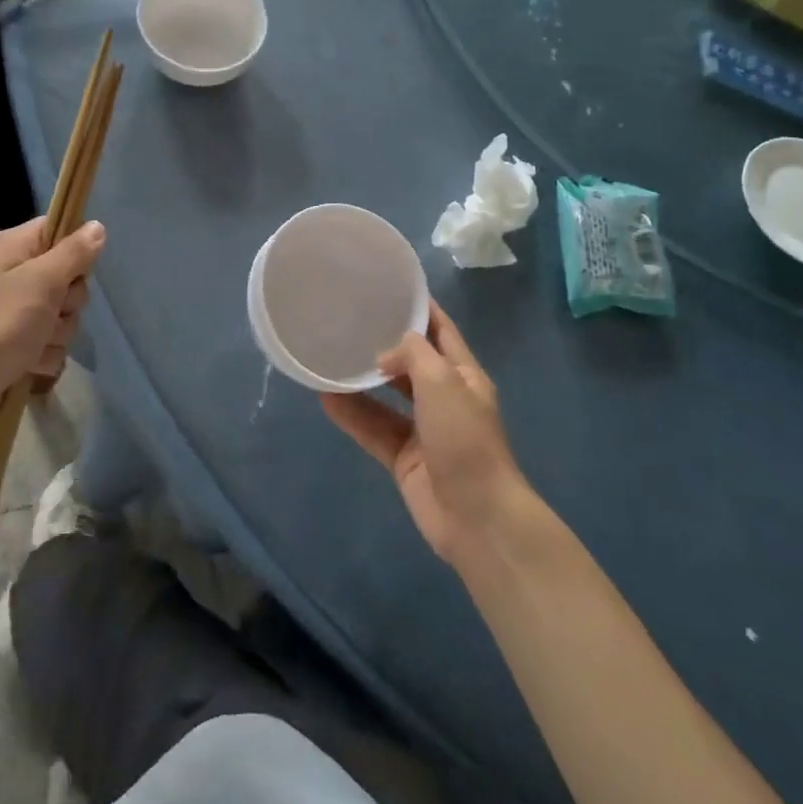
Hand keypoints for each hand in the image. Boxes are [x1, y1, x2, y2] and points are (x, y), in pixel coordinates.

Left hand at [0, 217, 104, 428]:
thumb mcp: (41, 282)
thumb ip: (73, 254)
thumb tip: (97, 226)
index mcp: (15, 248)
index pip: (59, 228)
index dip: (75, 249)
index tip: (76, 270)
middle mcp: (16, 274)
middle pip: (69, 277)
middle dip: (68, 302)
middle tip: (51, 311)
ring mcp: (17, 311)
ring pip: (64, 315)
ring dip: (58, 334)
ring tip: (34, 345)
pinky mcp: (19, 343)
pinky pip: (52, 343)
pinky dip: (45, 356)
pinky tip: (30, 364)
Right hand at [321, 302, 531, 562]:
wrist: (476, 516)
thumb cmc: (465, 439)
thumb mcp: (443, 382)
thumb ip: (413, 355)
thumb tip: (384, 355)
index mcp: (463, 375)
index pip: (440, 330)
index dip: (418, 307)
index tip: (387, 287)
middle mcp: (444, 398)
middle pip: (411, 362)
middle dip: (383, 343)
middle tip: (346, 320)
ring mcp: (424, 430)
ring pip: (386, 397)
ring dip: (361, 380)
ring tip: (329, 356)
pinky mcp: (404, 458)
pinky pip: (373, 428)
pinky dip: (352, 415)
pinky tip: (325, 398)